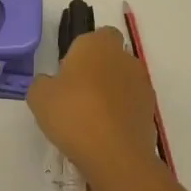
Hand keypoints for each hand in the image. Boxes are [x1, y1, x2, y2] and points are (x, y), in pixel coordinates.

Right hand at [26, 26, 159, 190]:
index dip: (83, 50)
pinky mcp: (151, 112)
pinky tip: (104, 133)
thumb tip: (50, 83)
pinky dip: (120, 114)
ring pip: (122, 82)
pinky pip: (130, 105)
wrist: (114, 156)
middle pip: (111, 58)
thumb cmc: (73, 114)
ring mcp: (142, 85)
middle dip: (97, 71)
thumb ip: (43, 83)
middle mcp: (125, 58)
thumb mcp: (39, 96)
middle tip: (76, 94)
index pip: (98, 34)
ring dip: (110, 93)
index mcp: (98, 44)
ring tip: (90, 118)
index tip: (69, 70)